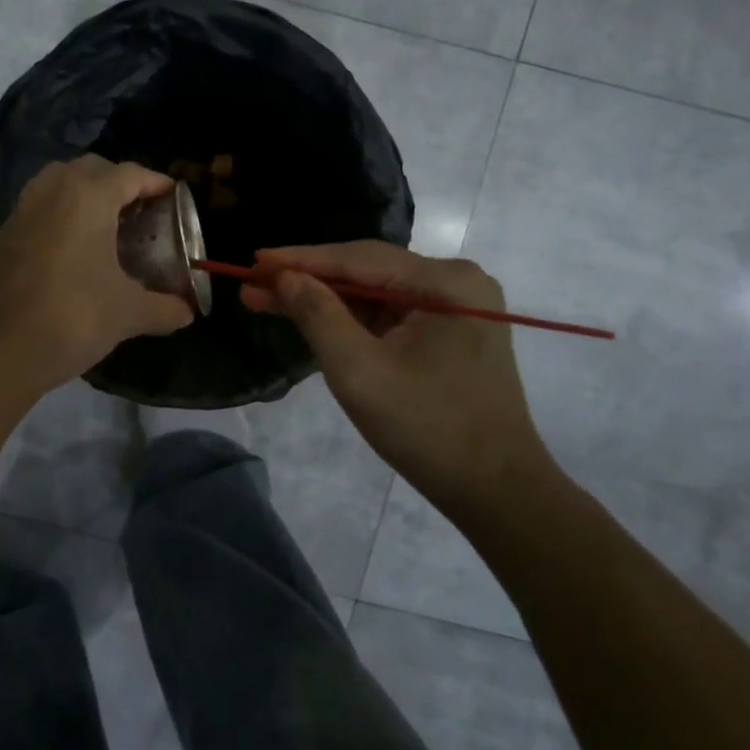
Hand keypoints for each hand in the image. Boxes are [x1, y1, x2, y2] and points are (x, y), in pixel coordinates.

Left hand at [0, 156, 193, 394]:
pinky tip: (76, 249)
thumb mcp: (126, 313)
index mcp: (87, 197)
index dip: (155, 183)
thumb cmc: (71, 317)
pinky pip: (41, 207)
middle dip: (119, 183)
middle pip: (92, 170)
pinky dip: (62, 214)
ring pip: (60, 183)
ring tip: (108, 226)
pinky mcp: (5, 234)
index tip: (174, 197)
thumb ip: (162, 308)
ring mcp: (23, 210)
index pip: (130, 174)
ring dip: (86, 194)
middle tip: (142, 212)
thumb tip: (187, 312)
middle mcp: (53, 191)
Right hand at [241, 241, 554, 508]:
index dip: (300, 259)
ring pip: (376, 293)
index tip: (253, 260)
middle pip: (367, 270)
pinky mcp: (451, 332)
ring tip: (268, 300)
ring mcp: (457, 307)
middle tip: (254, 284)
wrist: (496, 490)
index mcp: (445, 281)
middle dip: (308, 279)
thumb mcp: (358, 370)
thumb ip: (317, 314)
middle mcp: (457, 281)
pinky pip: (391, 314)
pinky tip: (312, 318)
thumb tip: (284, 277)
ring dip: (325, 299)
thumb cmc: (426, 428)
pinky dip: (351, 319)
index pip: (358, 258)